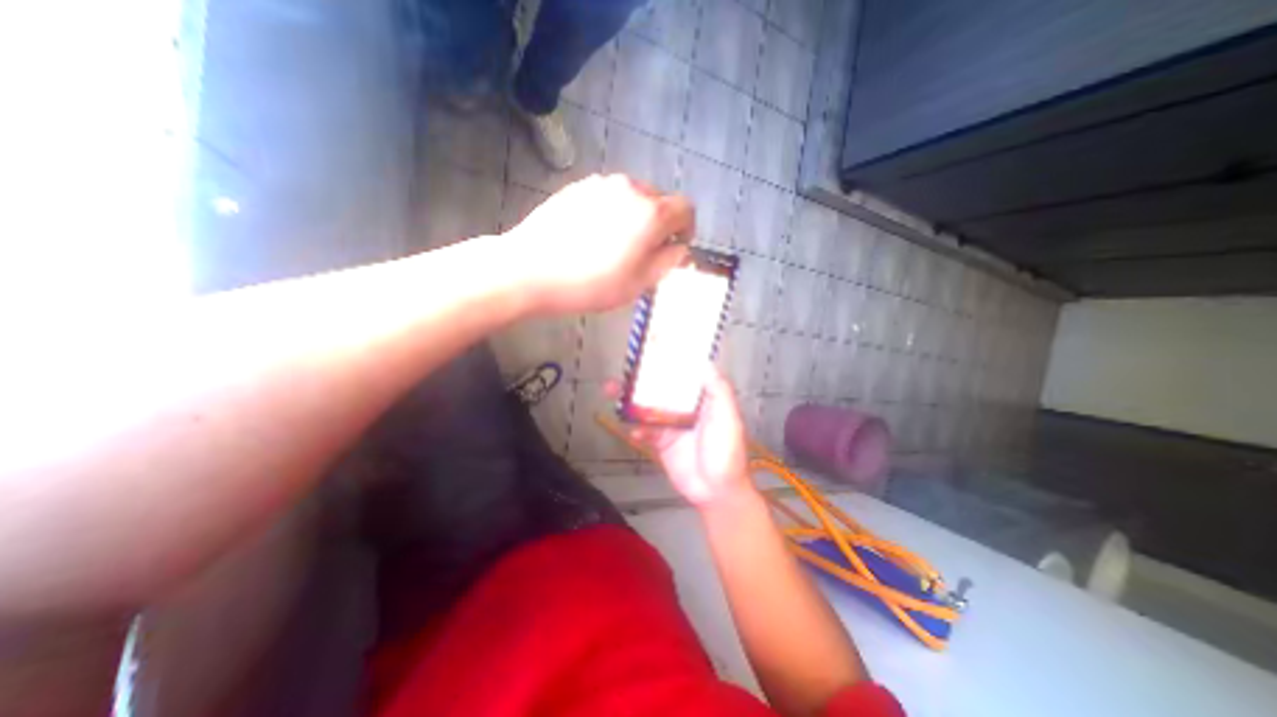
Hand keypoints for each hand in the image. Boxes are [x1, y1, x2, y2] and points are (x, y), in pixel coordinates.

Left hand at [505, 170, 694, 313]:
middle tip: (642, 253)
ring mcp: (601, 184)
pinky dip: (611, 212)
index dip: (686, 229)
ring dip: (634, 218)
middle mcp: (630, 188)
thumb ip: (667, 262)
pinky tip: (591, 236)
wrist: (531, 270)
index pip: (685, 209)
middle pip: (659, 202)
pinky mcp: (577, 187)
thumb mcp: (639, 283)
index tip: (675, 247)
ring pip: (632, 198)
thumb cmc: (591, 284)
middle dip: (659, 225)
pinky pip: (607, 197)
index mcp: (651, 213)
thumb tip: (679, 248)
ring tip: (614, 246)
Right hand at [613, 368, 750, 507]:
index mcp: (703, 398)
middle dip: (642, 379)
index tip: (653, 347)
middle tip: (624, 369)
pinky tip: (631, 429)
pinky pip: (644, 431)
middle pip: (660, 388)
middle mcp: (685, 408)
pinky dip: (636, 429)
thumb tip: (704, 361)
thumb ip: (719, 389)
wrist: (717, 492)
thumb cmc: (727, 451)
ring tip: (611, 391)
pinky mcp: (661, 443)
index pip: (684, 374)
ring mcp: (671, 425)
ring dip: (630, 400)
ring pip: (647, 407)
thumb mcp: (728, 417)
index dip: (670, 361)